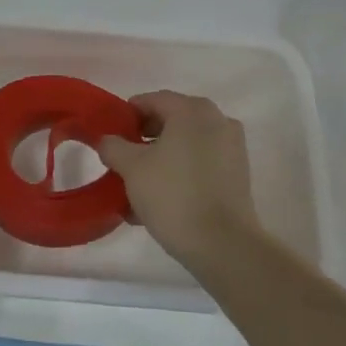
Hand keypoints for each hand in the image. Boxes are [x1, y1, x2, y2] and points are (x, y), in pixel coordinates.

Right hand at [98, 91, 261, 276]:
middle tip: (122, 160)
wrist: (222, 244)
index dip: (128, 115)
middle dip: (144, 139)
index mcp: (192, 110)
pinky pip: (200, 165)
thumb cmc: (173, 195)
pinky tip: (159, 201)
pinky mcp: (238, 175)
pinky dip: (180, 174)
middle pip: (171, 122)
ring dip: (161, 160)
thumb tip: (108, 140)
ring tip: (137, 187)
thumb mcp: (131, 168)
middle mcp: (217, 120)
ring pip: (186, 146)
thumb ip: (113, 147)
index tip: (111, 134)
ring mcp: (232, 148)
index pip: (152, 100)